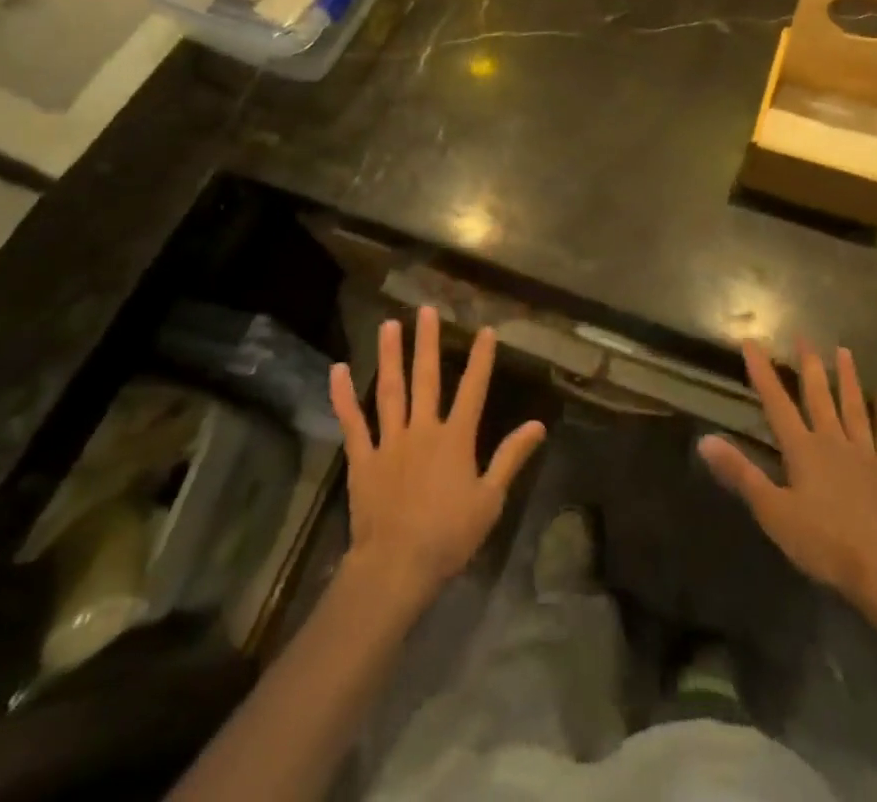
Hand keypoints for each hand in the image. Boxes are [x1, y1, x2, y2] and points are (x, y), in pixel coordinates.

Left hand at [329, 308, 545, 608]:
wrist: (397, 566)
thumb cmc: (449, 535)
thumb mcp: (490, 499)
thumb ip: (511, 457)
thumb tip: (538, 424)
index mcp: (456, 438)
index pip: (473, 389)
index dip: (481, 359)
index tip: (485, 330)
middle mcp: (423, 429)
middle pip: (426, 378)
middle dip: (428, 342)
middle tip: (427, 310)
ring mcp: (390, 441)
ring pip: (390, 390)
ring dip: (390, 356)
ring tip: (389, 325)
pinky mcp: (363, 458)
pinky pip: (353, 422)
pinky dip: (344, 396)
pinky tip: (338, 370)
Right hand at [699, 341, 876, 619]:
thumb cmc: (827, 544)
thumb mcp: (774, 512)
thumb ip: (741, 474)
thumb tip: (704, 440)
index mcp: (803, 449)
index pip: (776, 402)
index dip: (762, 372)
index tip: (752, 343)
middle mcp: (833, 441)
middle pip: (818, 396)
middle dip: (808, 365)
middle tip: (804, 336)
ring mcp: (865, 455)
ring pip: (853, 408)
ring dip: (847, 379)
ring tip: (844, 352)